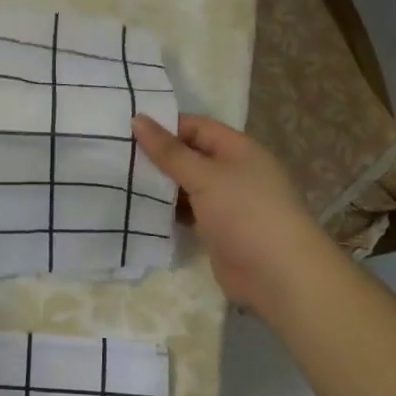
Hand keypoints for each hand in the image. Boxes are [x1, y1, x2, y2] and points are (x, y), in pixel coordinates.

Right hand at [131, 113, 334, 320]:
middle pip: (190, 155)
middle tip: (116, 154)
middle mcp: (233, 171)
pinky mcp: (218, 230)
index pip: (196, 127)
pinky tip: (139, 210)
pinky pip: (188, 212)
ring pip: (186, 186)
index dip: (164, 126)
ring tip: (120, 180)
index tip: (127, 130)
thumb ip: (169, 151)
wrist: (279, 276)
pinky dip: (167, 210)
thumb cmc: (245, 213)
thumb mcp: (205, 176)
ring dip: (160, 185)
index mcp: (238, 149)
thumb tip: (137, 119)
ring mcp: (226, 203)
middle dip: (158, 156)